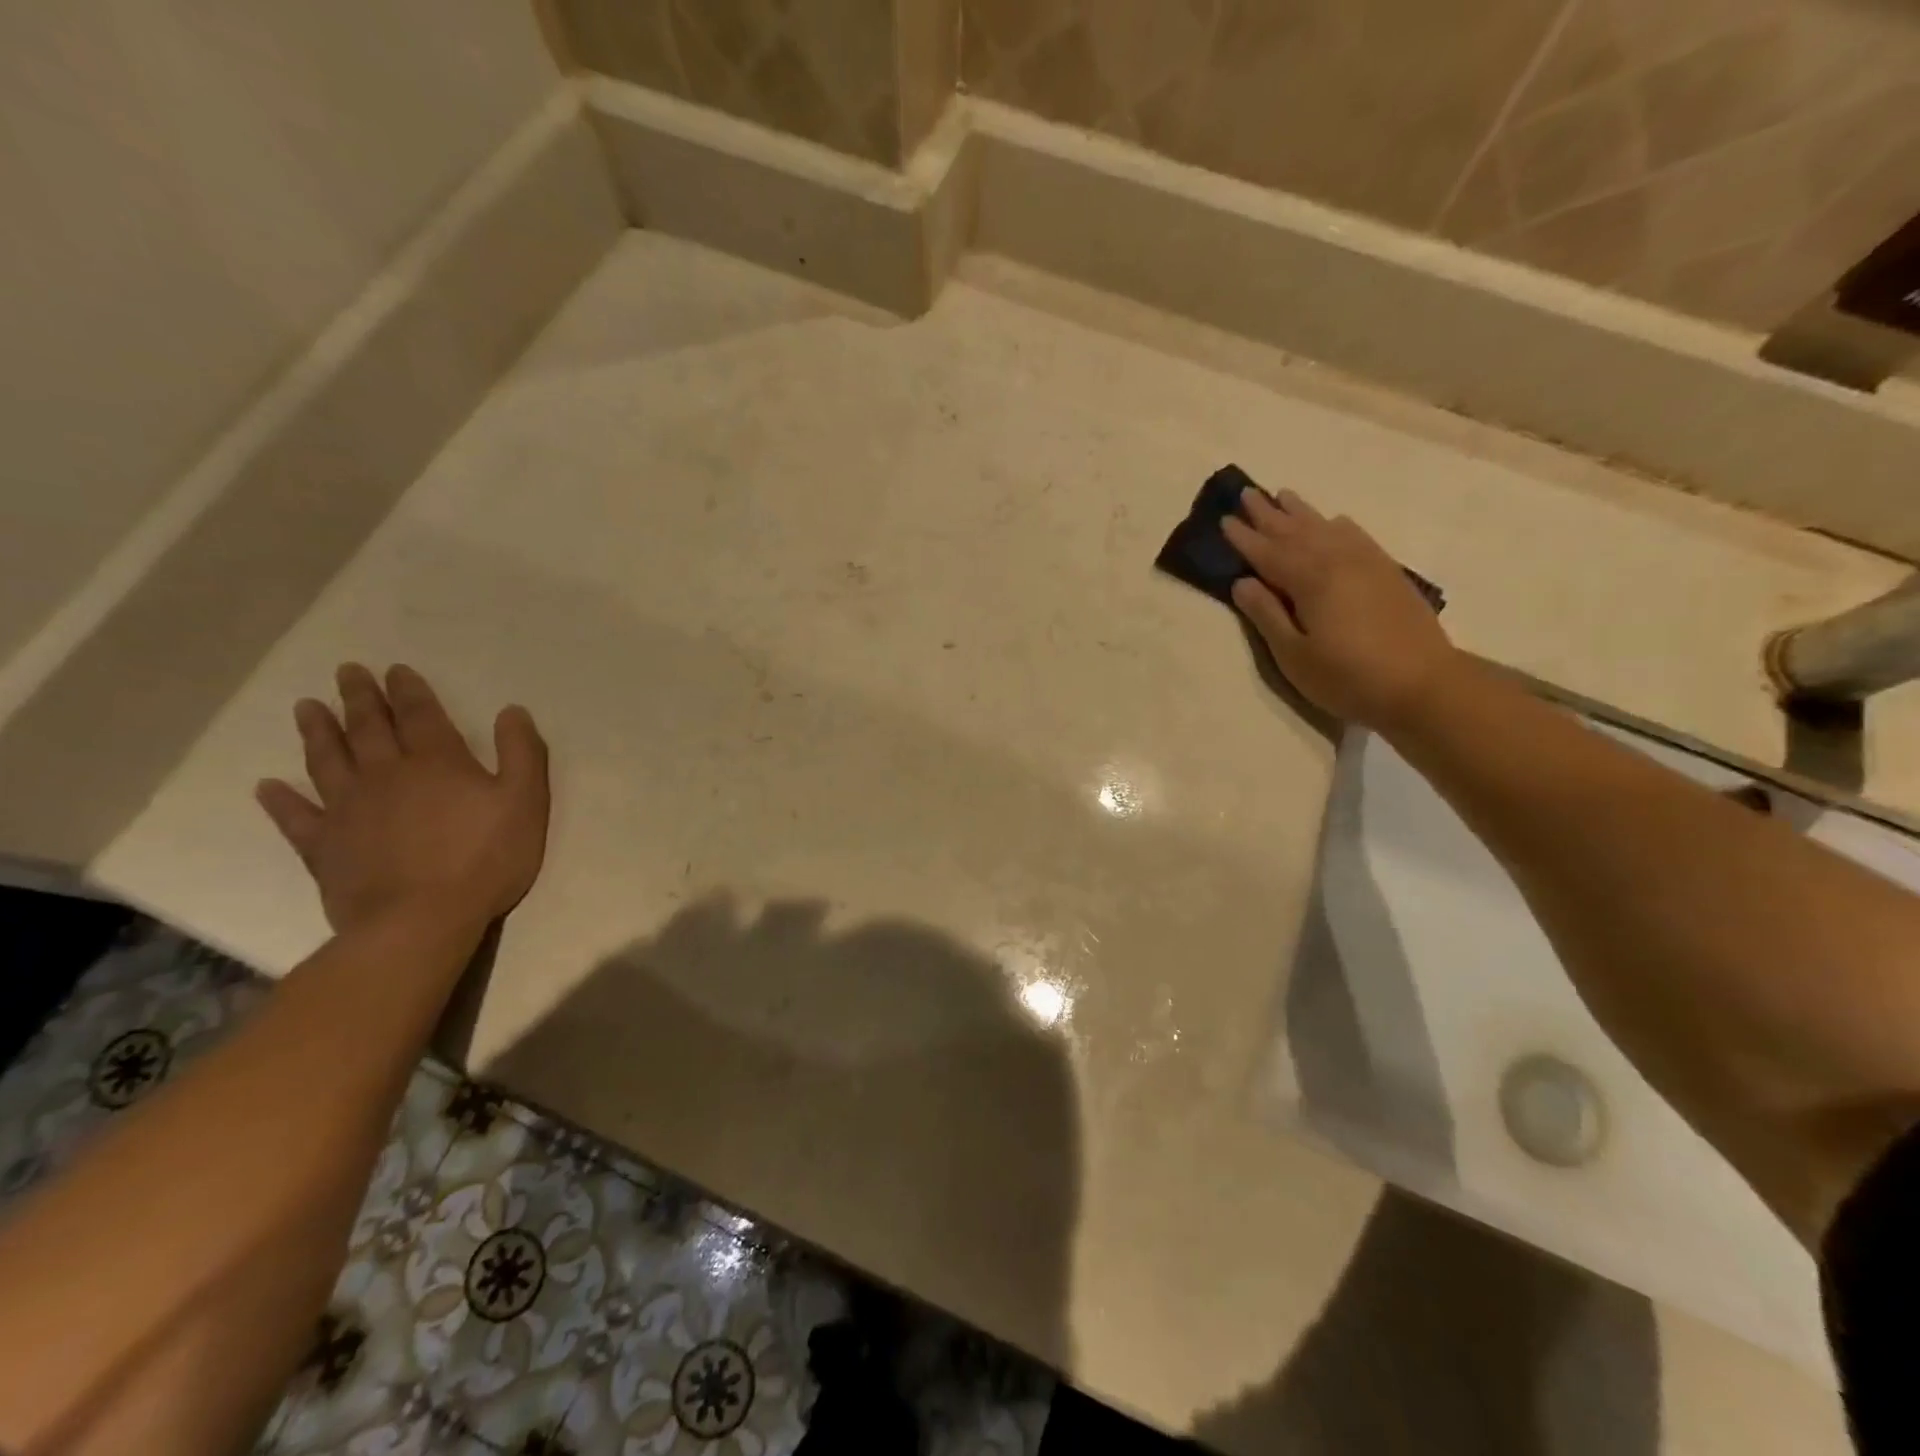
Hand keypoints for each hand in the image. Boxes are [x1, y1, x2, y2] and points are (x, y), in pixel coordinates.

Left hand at [255, 664, 549, 934]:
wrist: (421, 920)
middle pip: (369, 729)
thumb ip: (522, 753)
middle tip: (346, 672)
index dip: (409, 691)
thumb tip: (512, 711)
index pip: (420, 715)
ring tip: (306, 708)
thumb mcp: (526, 801)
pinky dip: (282, 801)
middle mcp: (387, 775)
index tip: (394, 670)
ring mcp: (349, 810)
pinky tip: (269, 787)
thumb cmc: (485, 858)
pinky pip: (298, 818)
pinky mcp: (325, 847)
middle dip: (359, 698)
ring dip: (317, 732)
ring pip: (328, 761)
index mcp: (438, 762)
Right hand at [1223, 489, 1462, 730]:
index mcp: (1309, 580)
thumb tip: (1242, 582)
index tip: (1224, 519)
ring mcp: (1366, 563)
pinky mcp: (1387, 572)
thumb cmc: (1348, 677)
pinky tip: (1334, 521)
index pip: (1267, 553)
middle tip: (1247, 493)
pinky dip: (1337, 524)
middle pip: (1295, 531)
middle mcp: (1337, 560)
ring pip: (1325, 527)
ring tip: (1283, 495)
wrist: (1424, 684)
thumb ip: (1266, 615)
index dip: (1244, 538)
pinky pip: (1356, 535)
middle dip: (1268, 514)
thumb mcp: (1294, 655)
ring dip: (1301, 511)